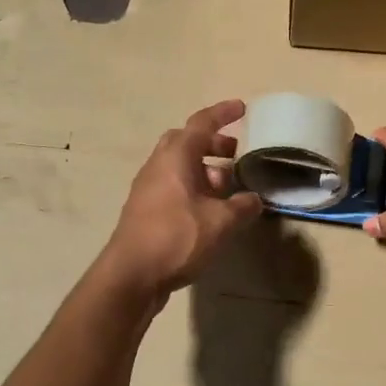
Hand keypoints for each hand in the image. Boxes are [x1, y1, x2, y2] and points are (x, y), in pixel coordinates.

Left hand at [102, 100, 262, 298]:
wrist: (131, 276)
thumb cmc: (176, 238)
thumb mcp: (220, 223)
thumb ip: (242, 207)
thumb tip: (254, 200)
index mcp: (176, 157)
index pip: (202, 123)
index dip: (223, 113)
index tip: (242, 108)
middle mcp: (158, 166)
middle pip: (186, 142)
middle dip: (212, 143)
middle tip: (235, 154)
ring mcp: (148, 188)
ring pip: (179, 166)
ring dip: (204, 169)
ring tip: (229, 189)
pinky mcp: (145, 210)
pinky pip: (173, 187)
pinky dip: (194, 189)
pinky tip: (210, 212)